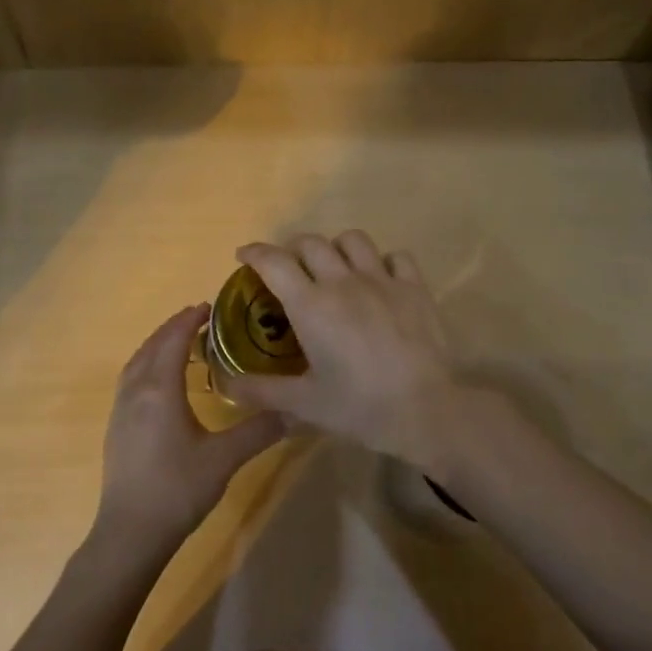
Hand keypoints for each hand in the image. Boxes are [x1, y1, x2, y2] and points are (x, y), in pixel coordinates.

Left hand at [94, 304, 284, 557]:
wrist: (130, 532)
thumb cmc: (178, 489)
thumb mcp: (224, 459)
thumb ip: (259, 430)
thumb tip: (296, 411)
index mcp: (160, 390)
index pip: (173, 341)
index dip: (189, 320)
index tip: (210, 306)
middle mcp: (135, 392)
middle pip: (152, 346)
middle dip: (173, 328)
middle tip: (199, 319)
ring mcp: (120, 410)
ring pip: (137, 363)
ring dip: (157, 345)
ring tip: (181, 344)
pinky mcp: (116, 428)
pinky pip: (130, 380)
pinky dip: (147, 365)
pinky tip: (161, 382)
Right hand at [224, 232, 461, 463]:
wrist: (425, 410)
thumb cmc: (359, 407)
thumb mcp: (304, 404)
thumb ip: (261, 391)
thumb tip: (225, 386)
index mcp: (311, 305)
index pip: (274, 262)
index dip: (254, 253)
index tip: (244, 255)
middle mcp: (343, 282)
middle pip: (311, 243)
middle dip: (292, 249)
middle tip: (289, 269)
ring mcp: (382, 280)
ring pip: (353, 240)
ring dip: (336, 248)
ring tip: (334, 267)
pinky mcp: (415, 288)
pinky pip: (396, 257)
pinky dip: (382, 261)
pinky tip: (380, 279)